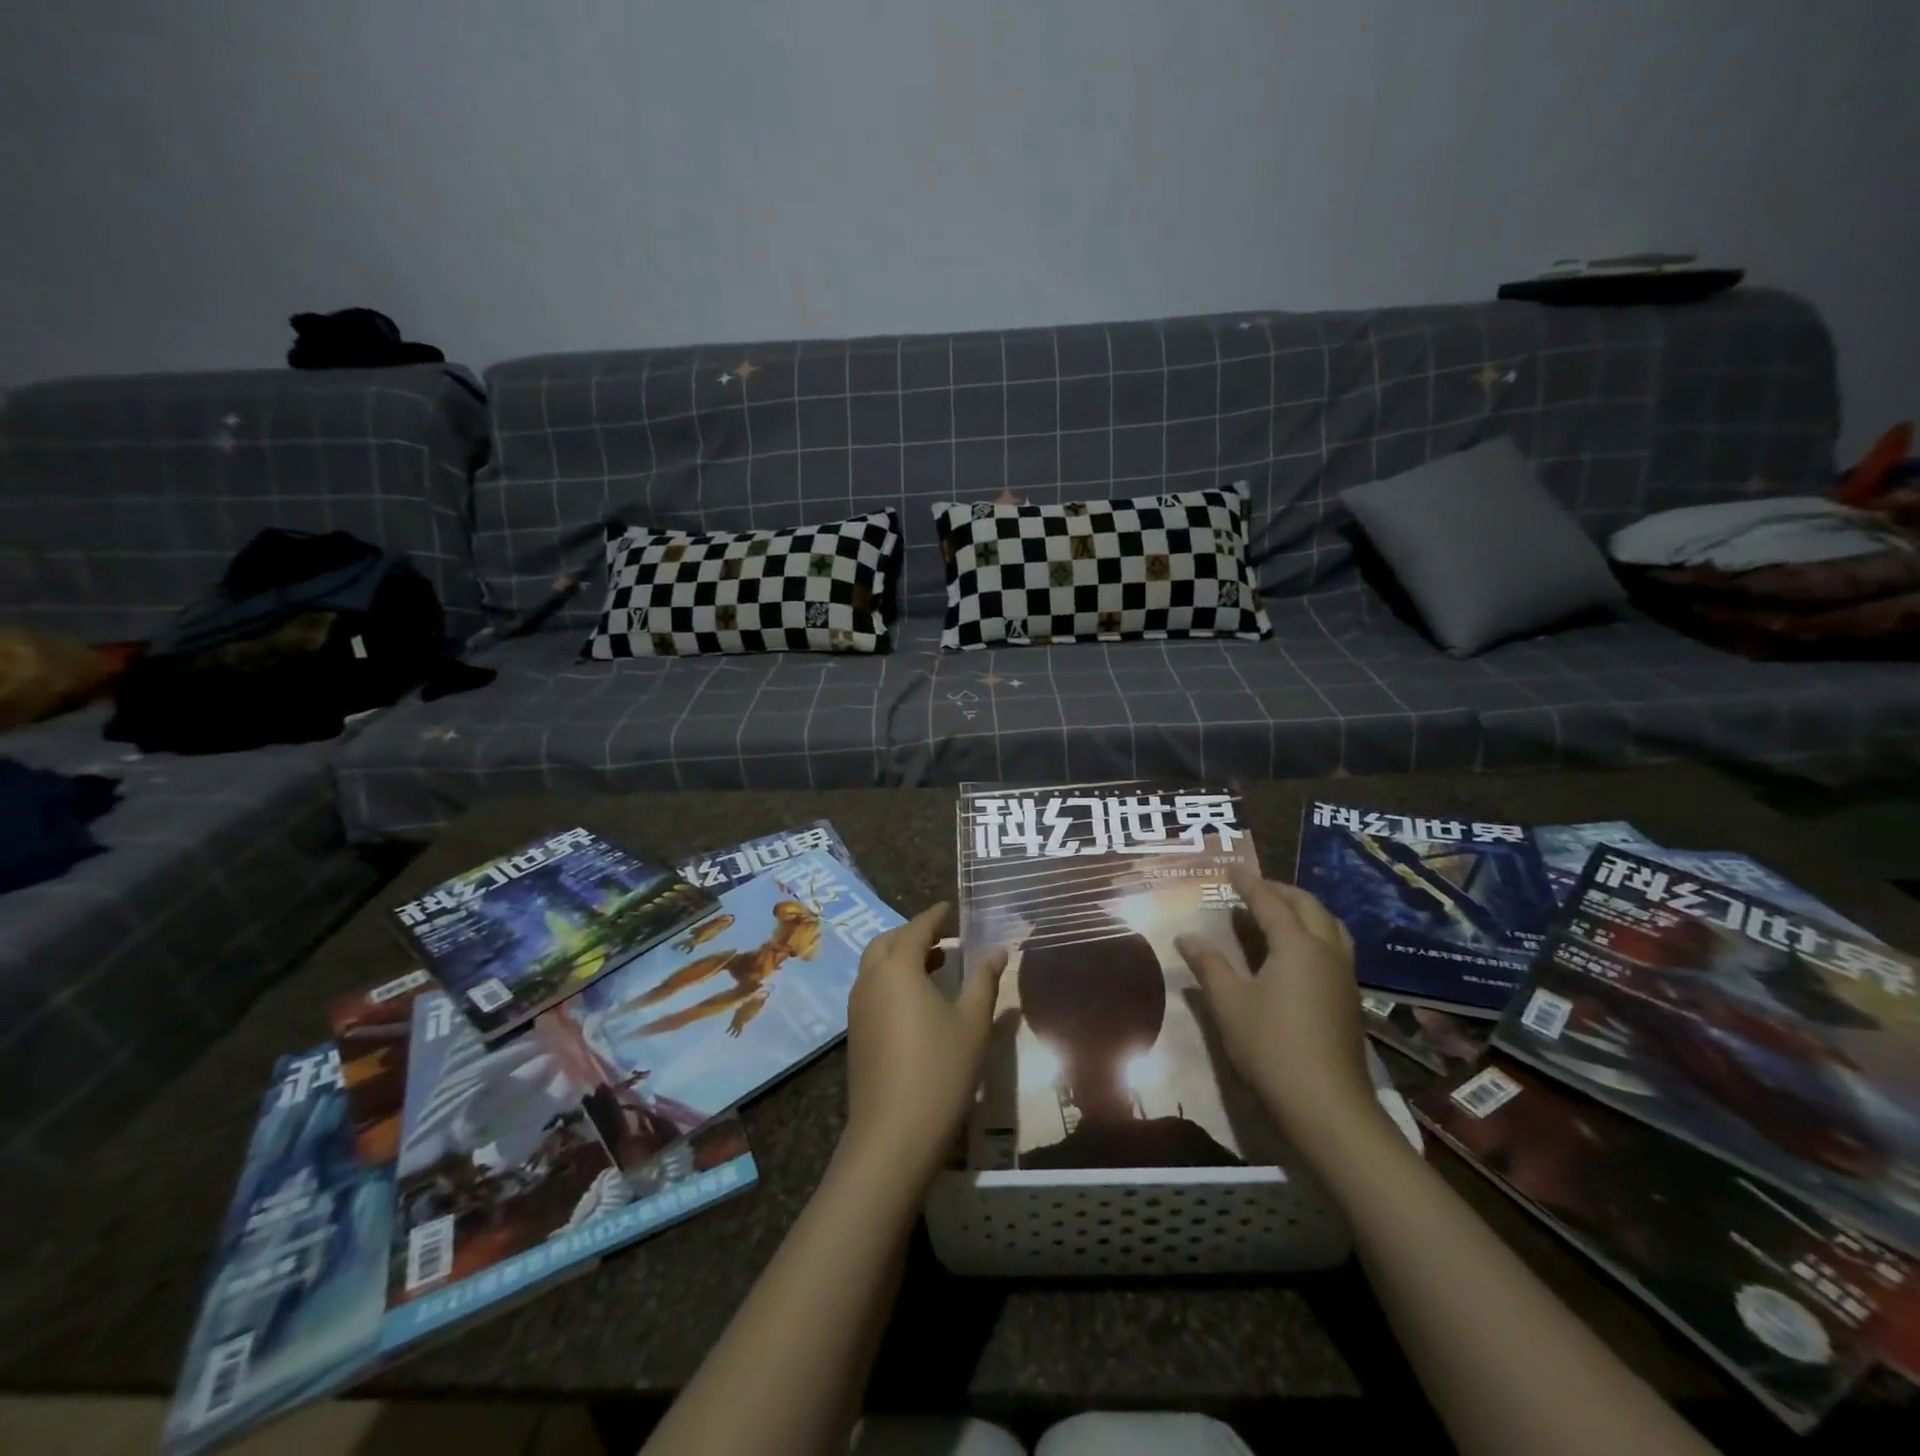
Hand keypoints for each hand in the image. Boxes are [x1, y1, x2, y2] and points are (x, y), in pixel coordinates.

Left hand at [841, 903, 1006, 1187]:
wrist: (893, 1134)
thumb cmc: (940, 1070)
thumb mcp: (972, 1023)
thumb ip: (984, 981)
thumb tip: (997, 950)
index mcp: (898, 967)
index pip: (916, 928)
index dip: (934, 916)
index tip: (950, 908)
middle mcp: (870, 979)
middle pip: (888, 942)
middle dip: (913, 934)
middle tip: (943, 938)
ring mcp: (857, 1007)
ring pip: (875, 965)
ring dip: (900, 957)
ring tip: (935, 965)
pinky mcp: (855, 1032)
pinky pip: (871, 988)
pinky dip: (891, 979)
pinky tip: (916, 1001)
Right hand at [1176, 866, 1380, 1166]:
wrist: (1327, 1107)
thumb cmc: (1271, 1048)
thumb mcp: (1229, 1004)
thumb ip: (1209, 965)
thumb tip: (1186, 937)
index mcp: (1296, 946)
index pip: (1270, 903)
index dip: (1249, 884)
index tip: (1232, 868)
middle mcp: (1326, 952)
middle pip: (1309, 907)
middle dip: (1282, 891)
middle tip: (1255, 887)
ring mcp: (1344, 977)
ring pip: (1331, 926)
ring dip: (1305, 910)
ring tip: (1281, 911)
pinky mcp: (1350, 1000)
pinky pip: (1336, 947)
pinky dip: (1316, 933)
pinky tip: (1298, 951)